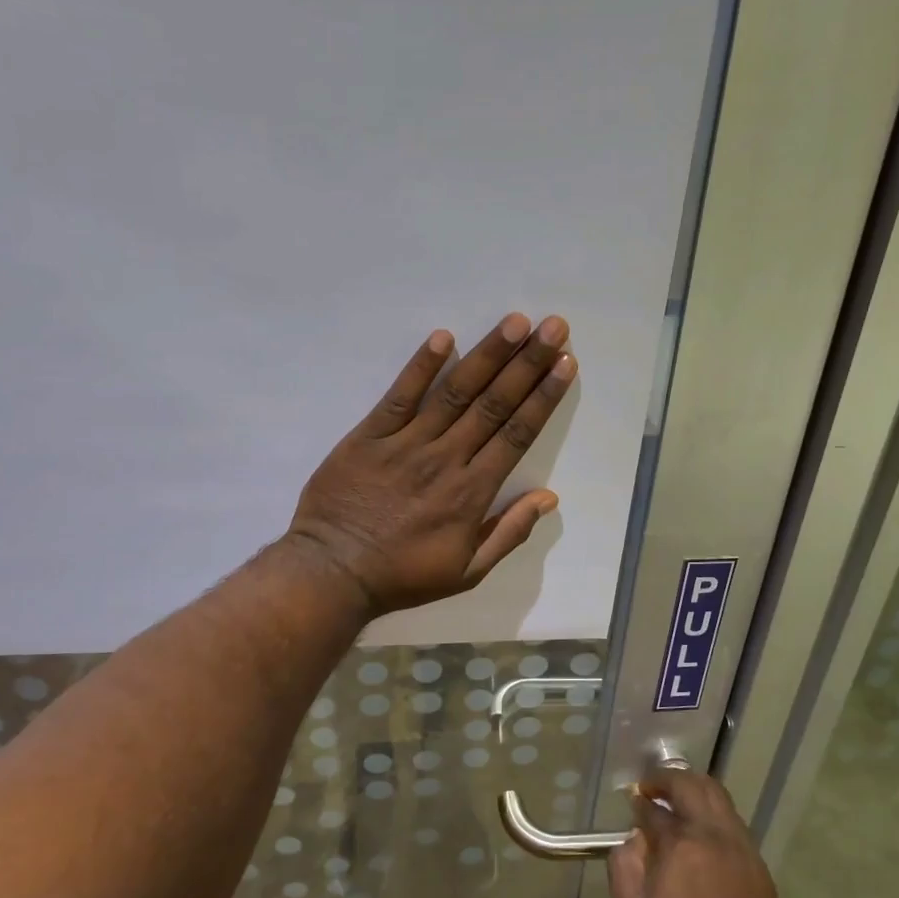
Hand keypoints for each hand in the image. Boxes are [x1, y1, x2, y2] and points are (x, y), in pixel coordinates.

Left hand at [286, 313, 575, 615]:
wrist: (334, 572)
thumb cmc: (403, 575)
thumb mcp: (467, 571)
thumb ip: (509, 533)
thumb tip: (548, 497)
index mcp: (472, 492)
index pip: (516, 434)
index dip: (543, 397)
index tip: (565, 365)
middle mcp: (446, 458)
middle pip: (494, 404)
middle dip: (527, 363)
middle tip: (554, 326)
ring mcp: (406, 443)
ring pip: (455, 392)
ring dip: (487, 355)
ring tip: (515, 322)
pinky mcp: (369, 435)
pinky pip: (399, 395)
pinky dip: (421, 366)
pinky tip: (442, 337)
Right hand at [609, 769, 789, 897]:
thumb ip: (623, 867)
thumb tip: (632, 838)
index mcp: (680, 844)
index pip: (655, 809)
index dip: (640, 802)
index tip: (634, 802)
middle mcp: (712, 834)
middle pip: (692, 785)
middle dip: (667, 779)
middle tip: (652, 787)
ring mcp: (740, 846)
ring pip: (718, 796)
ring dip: (694, 789)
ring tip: (678, 800)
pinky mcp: (757, 863)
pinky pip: (733, 821)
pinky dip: (713, 812)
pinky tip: (702, 832)